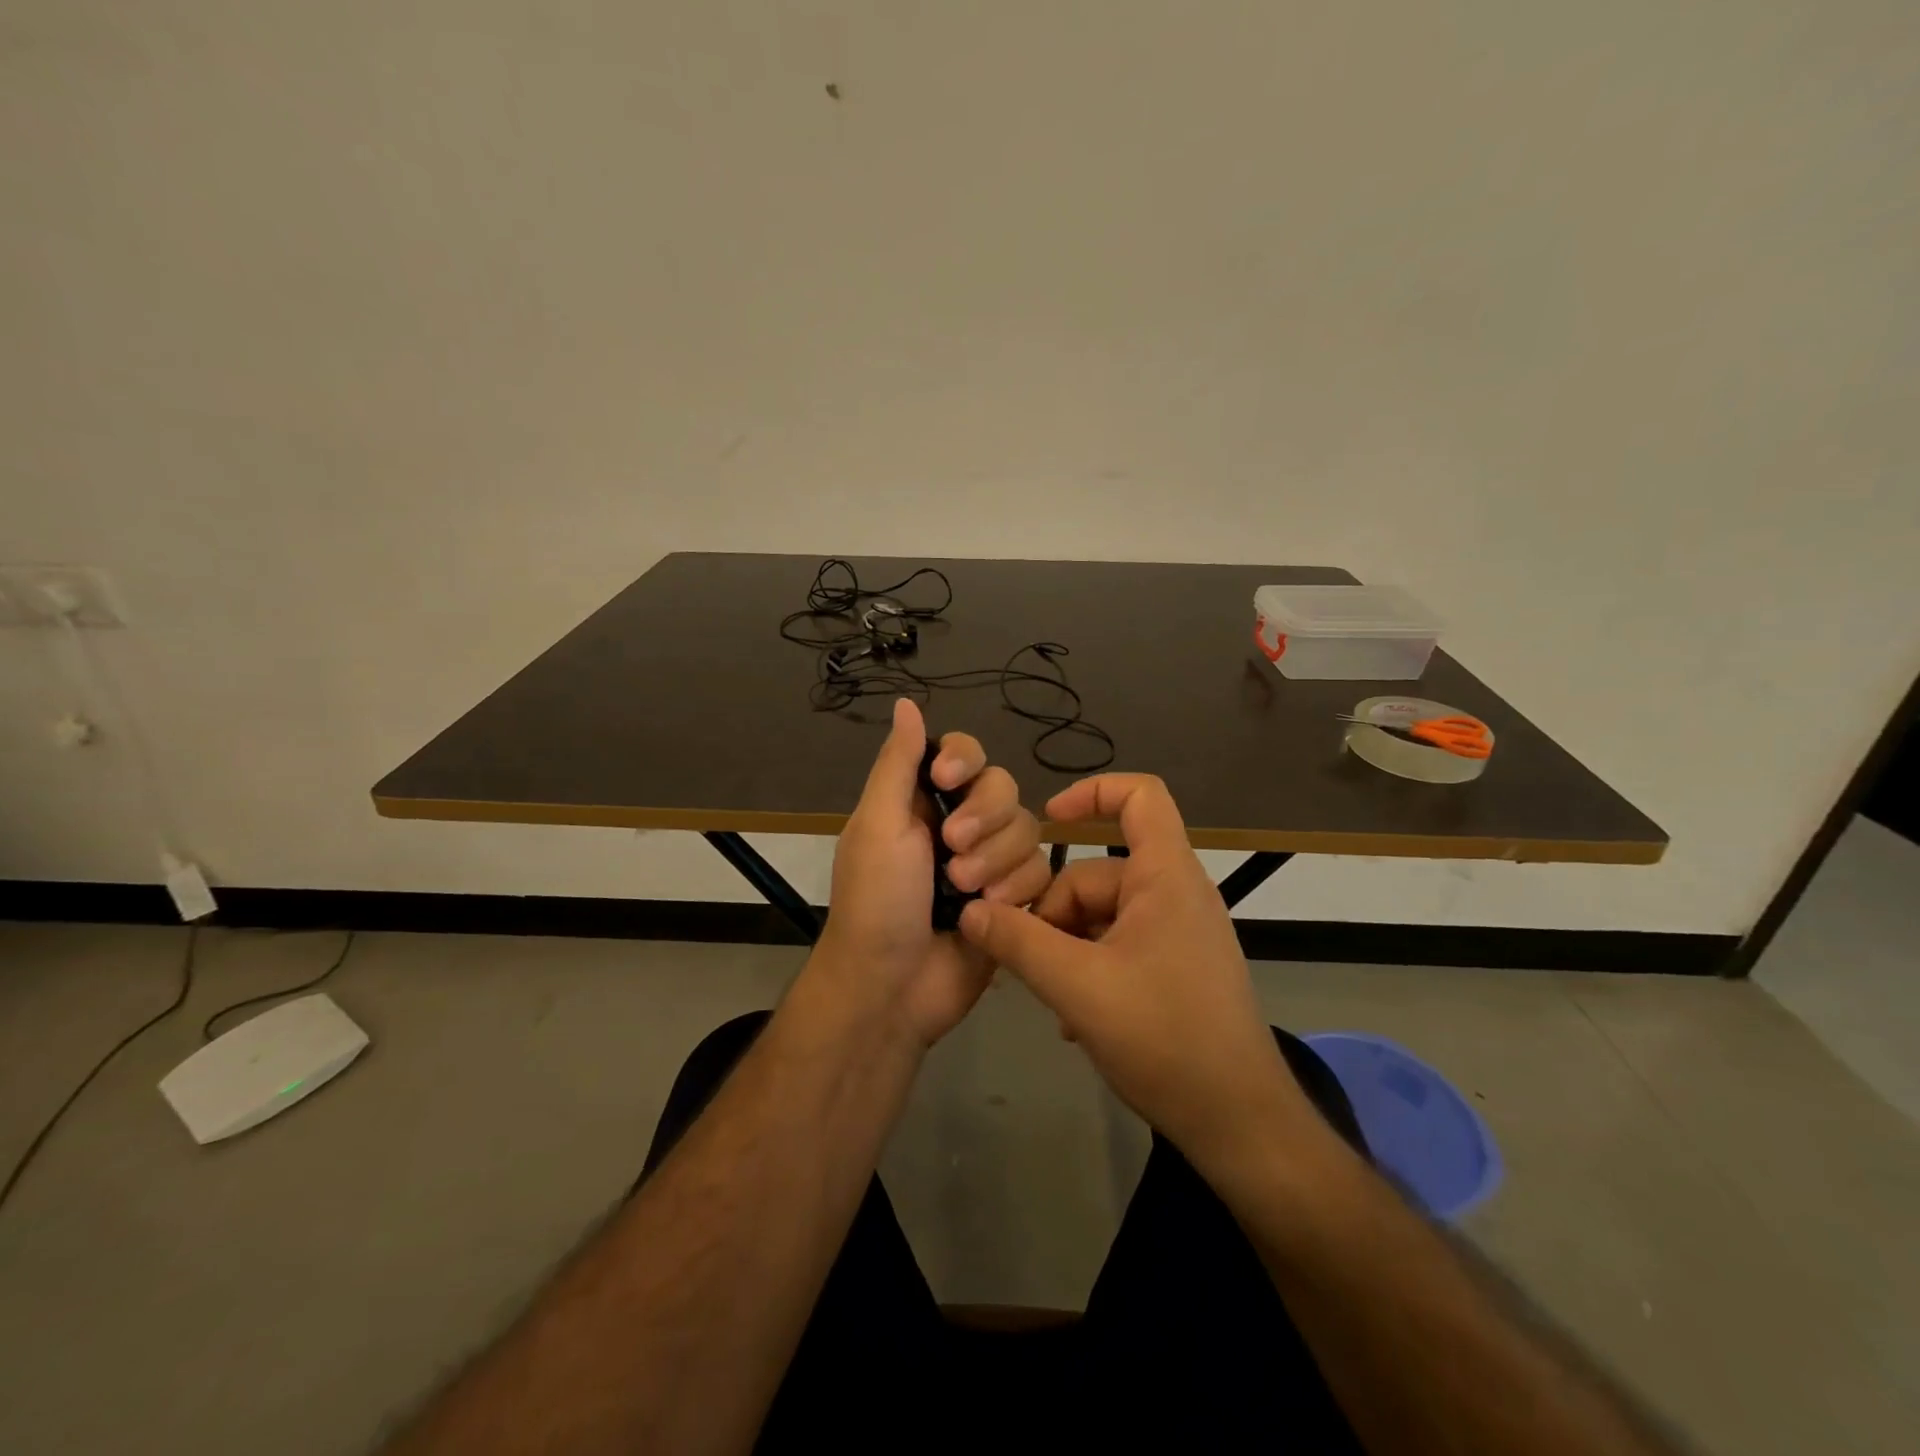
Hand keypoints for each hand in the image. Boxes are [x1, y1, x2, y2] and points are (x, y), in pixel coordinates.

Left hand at [812, 698, 1050, 1048]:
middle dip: (982, 818)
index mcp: (922, 800)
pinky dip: (1016, 889)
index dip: (963, 758)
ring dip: (996, 860)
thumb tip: (906, 703)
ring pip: (1026, 829)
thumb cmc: (876, 900)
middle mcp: (959, 823)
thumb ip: (898, 763)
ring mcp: (989, 862)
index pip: (963, 752)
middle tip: (950, 851)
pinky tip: (990, 911)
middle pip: (1003, 787)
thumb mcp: (877, 824)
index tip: (946, 779)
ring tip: (964, 892)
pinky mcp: (1014, 898)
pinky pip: (1040, 871)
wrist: (892, 987)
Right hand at [957, 773, 1310, 1167]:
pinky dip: (1090, 969)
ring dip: (1067, 949)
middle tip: (1023, 960)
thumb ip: (1018, 942)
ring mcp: (1179, 934)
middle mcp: (1176, 894)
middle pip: (1097, 873)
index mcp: (1166, 876)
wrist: (1240, 1124)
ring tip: (1050, 999)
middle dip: (1054, 913)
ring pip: (1102, 917)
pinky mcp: (1177, 970)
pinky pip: (1120, 947)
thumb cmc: (1165, 1038)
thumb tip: (970, 910)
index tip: (1045, 820)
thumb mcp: (1077, 987)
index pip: (1141, 795)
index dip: (1091, 792)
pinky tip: (1073, 1019)